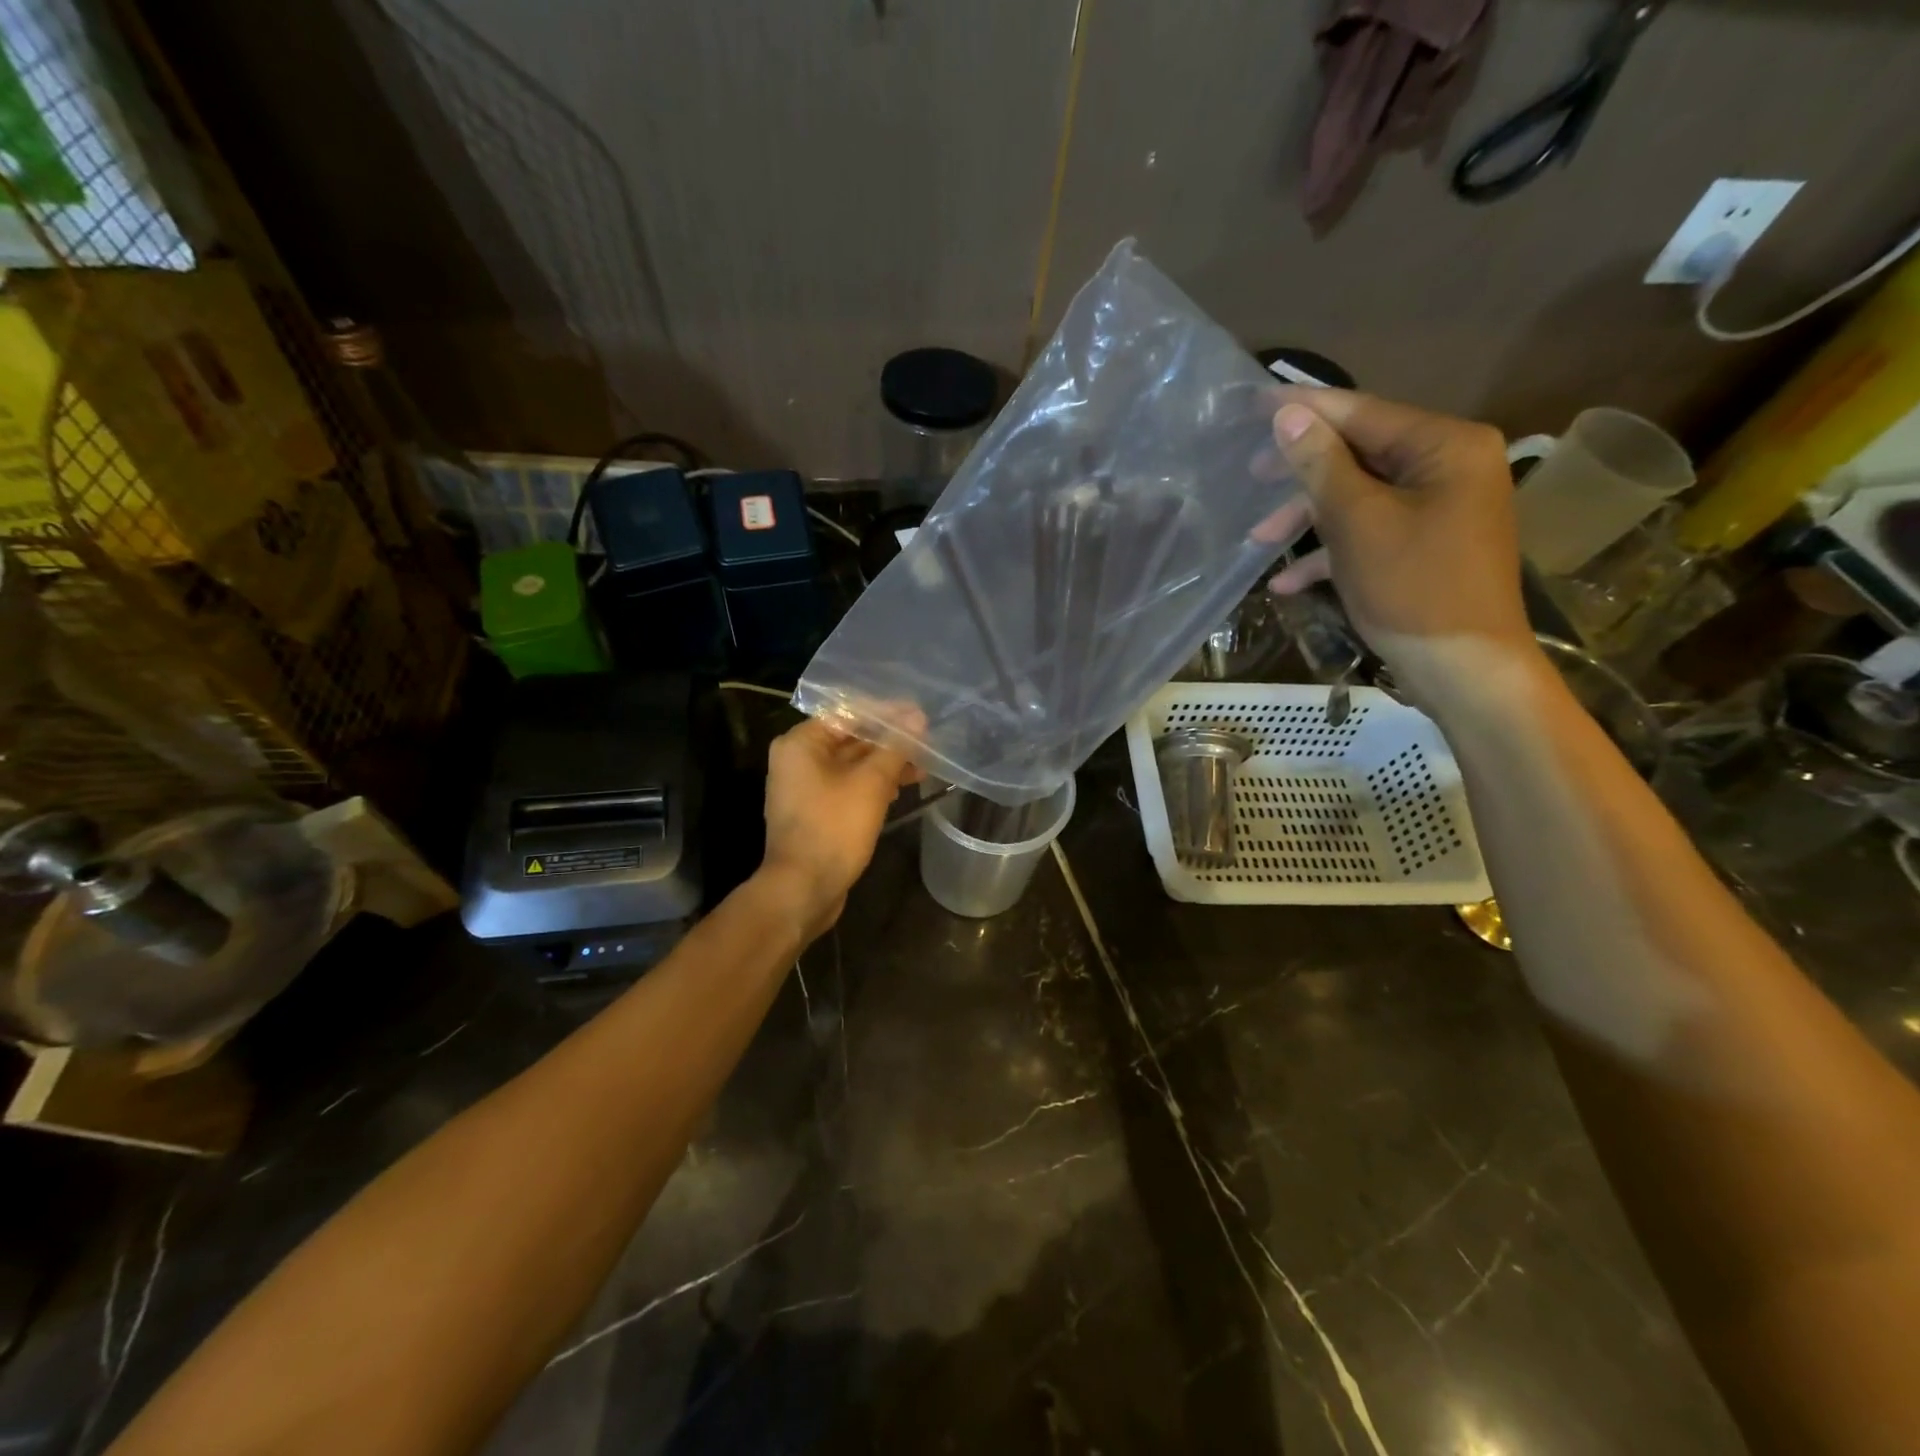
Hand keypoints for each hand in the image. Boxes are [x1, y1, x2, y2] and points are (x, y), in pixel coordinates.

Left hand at [759, 717, 919, 938]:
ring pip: (852, 765)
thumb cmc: (834, 828)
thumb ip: (895, 748)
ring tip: (923, 766)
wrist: (803, 889)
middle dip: (889, 741)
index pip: (848, 714)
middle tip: (927, 740)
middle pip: (850, 739)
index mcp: (801, 743)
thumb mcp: (871, 784)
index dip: (886, 713)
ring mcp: (806, 788)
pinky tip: (902, 787)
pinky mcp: (817, 812)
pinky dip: (873, 785)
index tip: (919, 714)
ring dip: (885, 764)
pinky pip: (848, 787)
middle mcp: (798, 760)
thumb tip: (917, 718)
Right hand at [1258, 388, 1534, 694]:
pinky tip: (1288, 582)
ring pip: (1360, 496)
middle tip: (1251, 476)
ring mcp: (1440, 507)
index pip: (1363, 413)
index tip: (1255, 401)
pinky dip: (1332, 550)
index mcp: (1445, 446)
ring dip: (1308, 519)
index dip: (1306, 409)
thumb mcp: (1357, 522)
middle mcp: (1449, 466)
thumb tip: (1288, 415)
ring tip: (1259, 542)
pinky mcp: (1427, 544)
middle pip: (1360, 454)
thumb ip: (1321, 465)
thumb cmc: (1412, 588)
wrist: (1464, 669)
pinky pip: (1372, 531)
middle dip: (1302, 473)